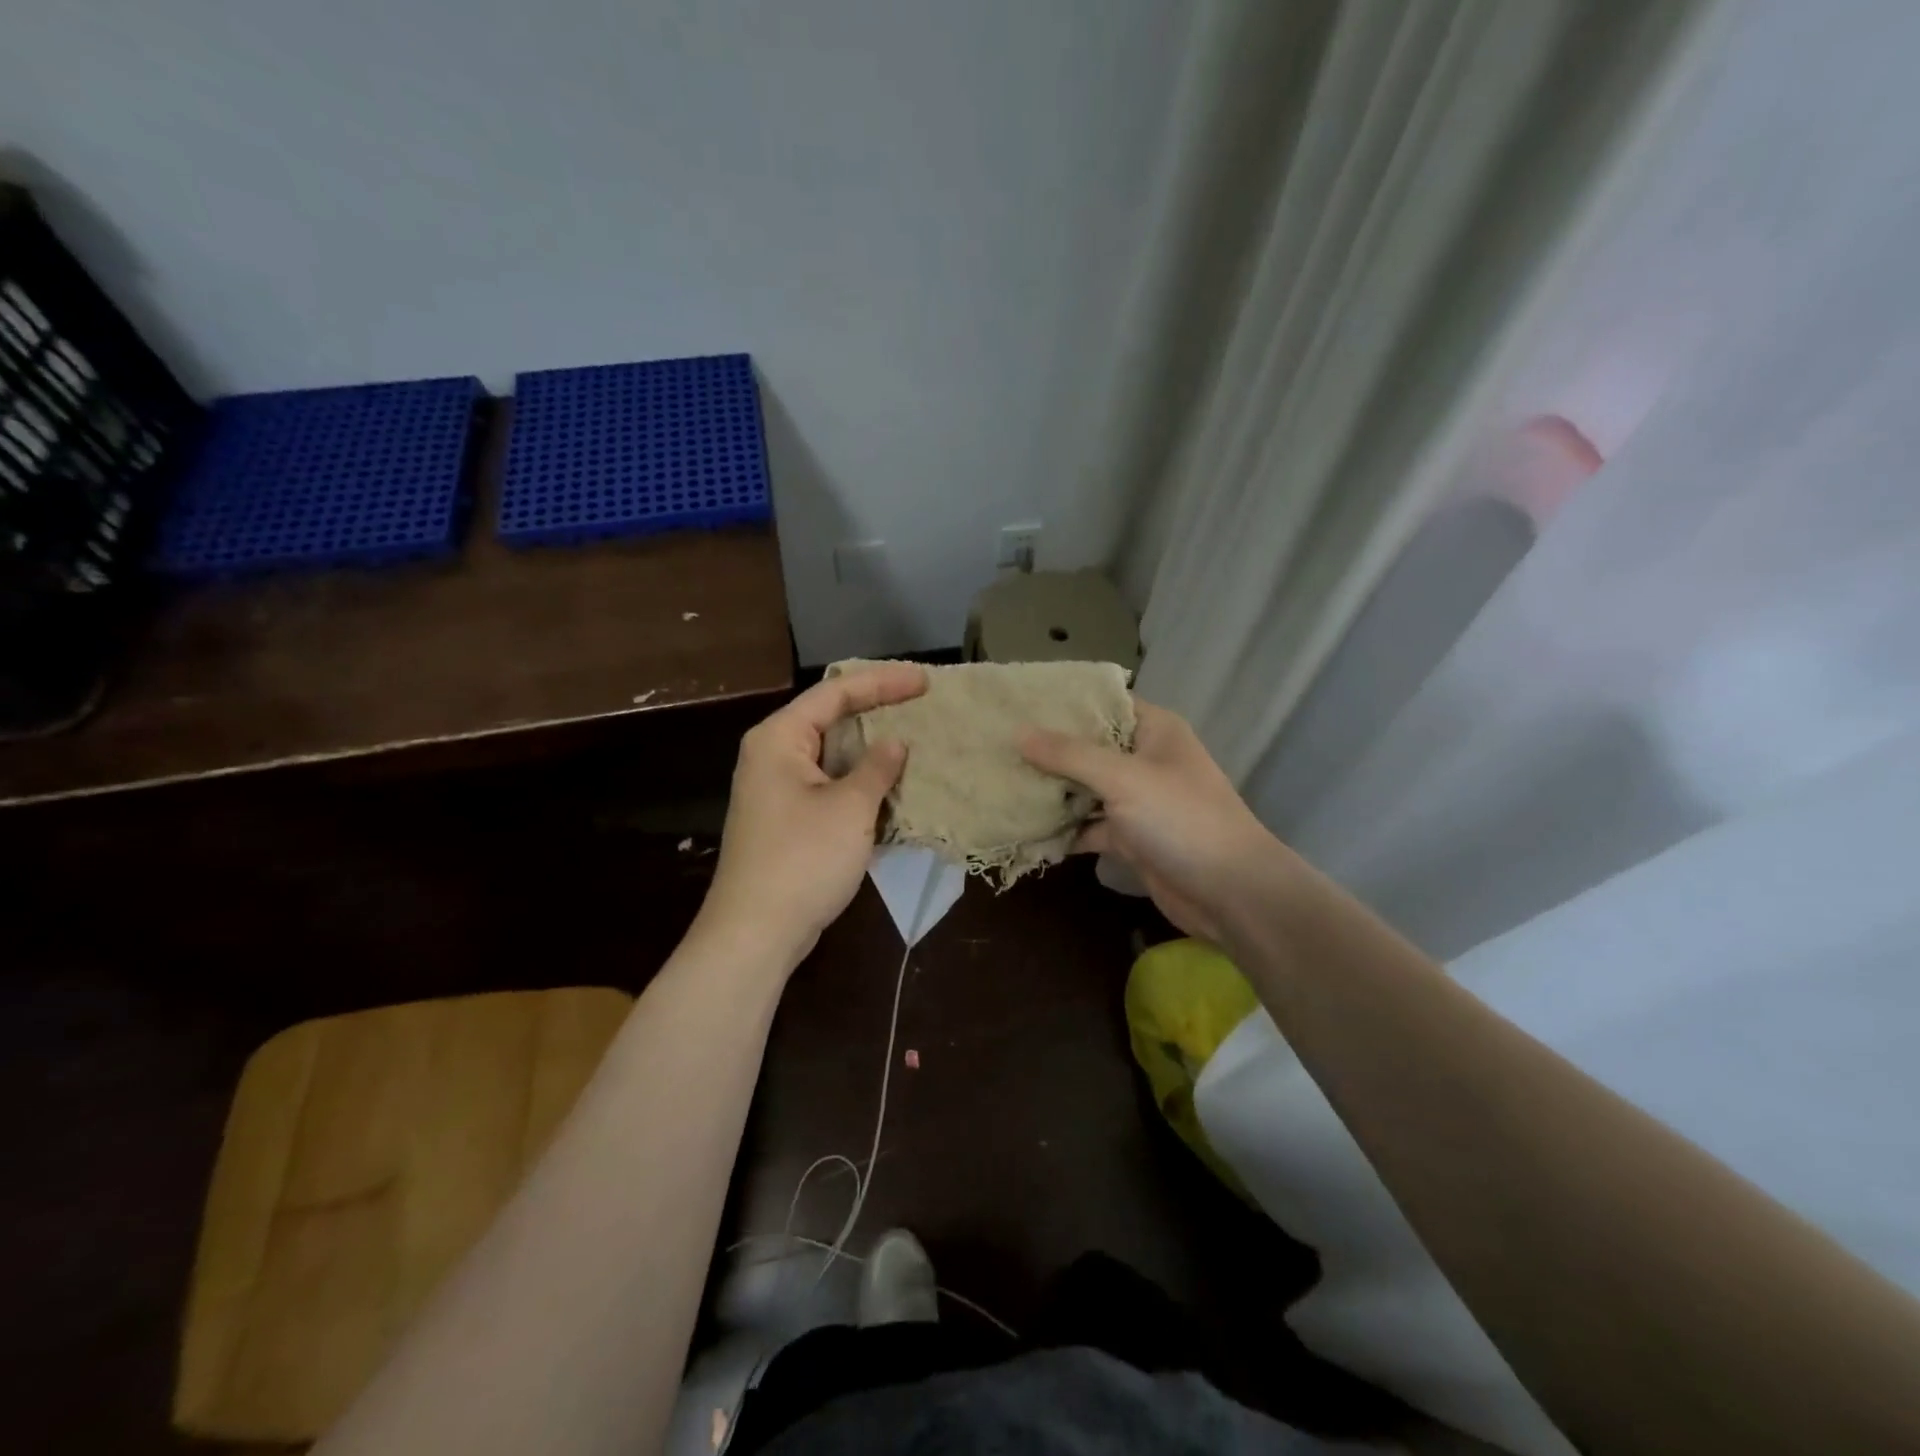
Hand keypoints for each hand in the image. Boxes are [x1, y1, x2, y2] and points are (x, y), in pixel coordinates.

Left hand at [695, 663, 927, 972]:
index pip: (836, 692)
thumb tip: (895, 743)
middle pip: (831, 718)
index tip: (925, 682)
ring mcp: (778, 789)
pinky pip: (829, 785)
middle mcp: (773, 755)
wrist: (756, 933)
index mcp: (779, 738)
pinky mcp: (788, 819)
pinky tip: (892, 785)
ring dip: (872, 749)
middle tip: (922, 704)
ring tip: (916, 739)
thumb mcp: (849, 808)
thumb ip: (876, 768)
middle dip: (877, 711)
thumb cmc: (803, 860)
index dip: (883, 682)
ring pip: (833, 754)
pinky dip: (861, 781)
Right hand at [1020, 700, 1290, 944]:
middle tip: (996, 745)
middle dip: (1047, 750)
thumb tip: (1019, 733)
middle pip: (1089, 747)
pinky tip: (1026, 831)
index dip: (1064, 702)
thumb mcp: (1124, 778)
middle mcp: (1145, 760)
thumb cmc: (1181, 819)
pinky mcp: (1131, 838)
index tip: (1018, 702)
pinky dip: (1063, 831)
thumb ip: (1070, 755)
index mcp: (1154, 731)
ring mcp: (1138, 801)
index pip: (1104, 703)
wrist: (1230, 893)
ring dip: (1052, 792)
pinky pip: (1089, 827)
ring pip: (1085, 789)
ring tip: (1001, 783)